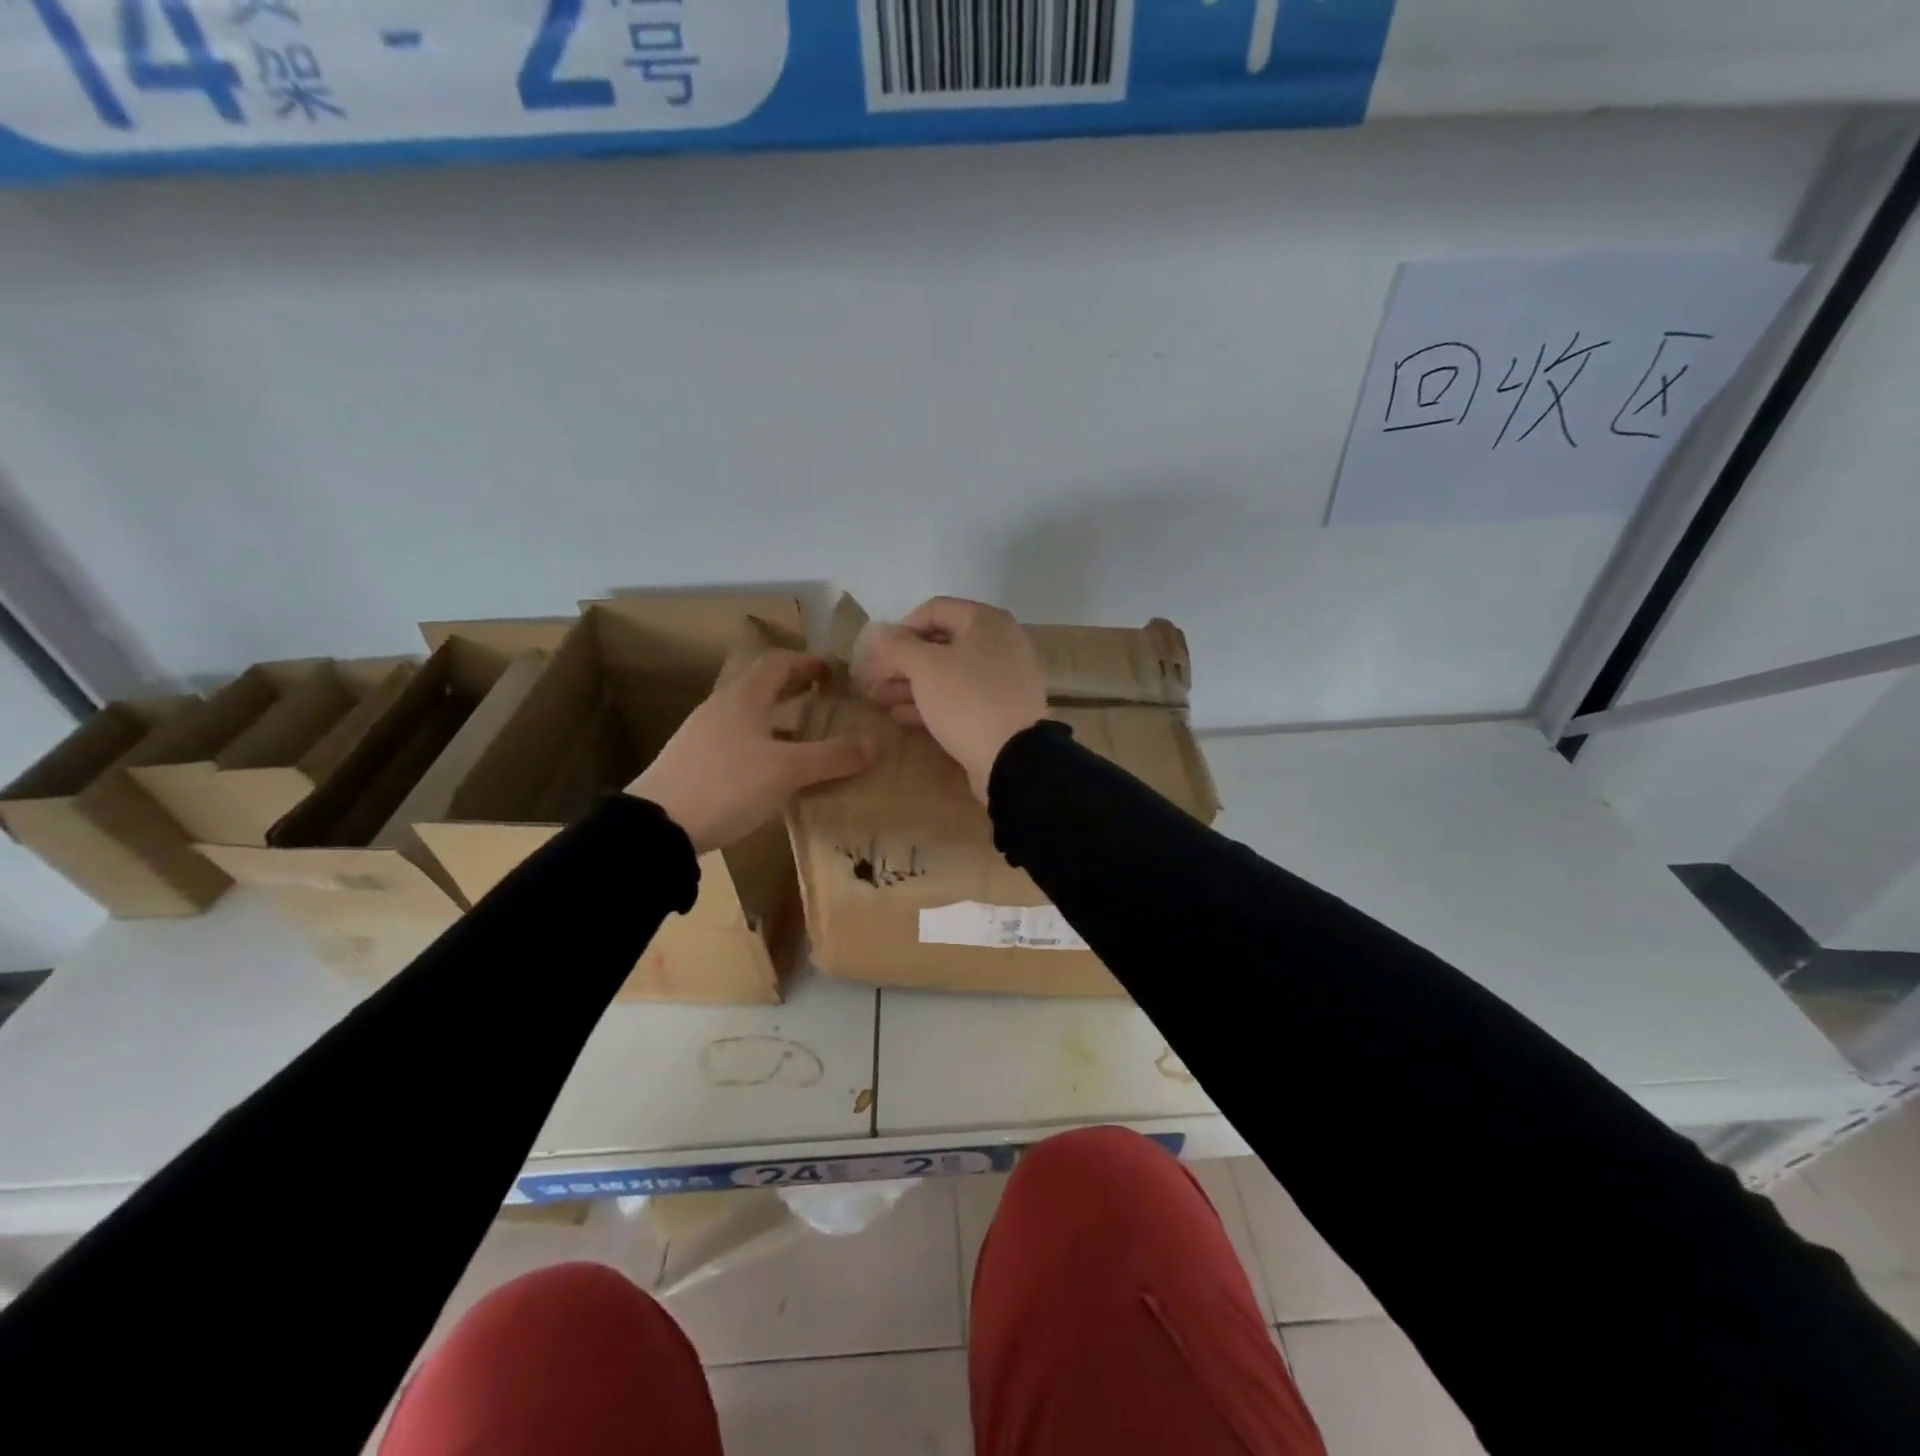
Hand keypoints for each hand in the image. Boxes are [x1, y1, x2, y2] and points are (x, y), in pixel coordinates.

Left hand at [628, 650, 874, 854]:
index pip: (779, 663)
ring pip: (749, 716)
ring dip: (779, 719)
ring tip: (807, 738)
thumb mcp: (787, 770)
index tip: (835, 670)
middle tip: (827, 699)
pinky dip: (762, 744)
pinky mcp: (693, 764)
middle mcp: (721, 709)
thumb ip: (833, 756)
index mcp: (743, 698)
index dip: (809, 661)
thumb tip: (877, 743)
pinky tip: (773, 772)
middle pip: (762, 687)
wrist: (656, 827)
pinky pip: (737, 742)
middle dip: (796, 689)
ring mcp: (702, 737)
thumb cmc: (726, 785)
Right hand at [856, 597, 1046, 801]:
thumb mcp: (925, 667)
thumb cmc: (967, 700)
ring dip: (911, 684)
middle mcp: (999, 642)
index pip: (933, 610)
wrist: (1013, 758)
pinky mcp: (1000, 709)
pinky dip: (932, 702)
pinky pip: (961, 697)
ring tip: (878, 699)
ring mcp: (1002, 677)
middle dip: (902, 662)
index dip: (900, 628)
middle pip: (940, 644)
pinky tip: (901, 715)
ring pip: (948, 673)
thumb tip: (879, 631)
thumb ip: (898, 645)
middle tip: (871, 679)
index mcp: (986, 621)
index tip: (876, 652)